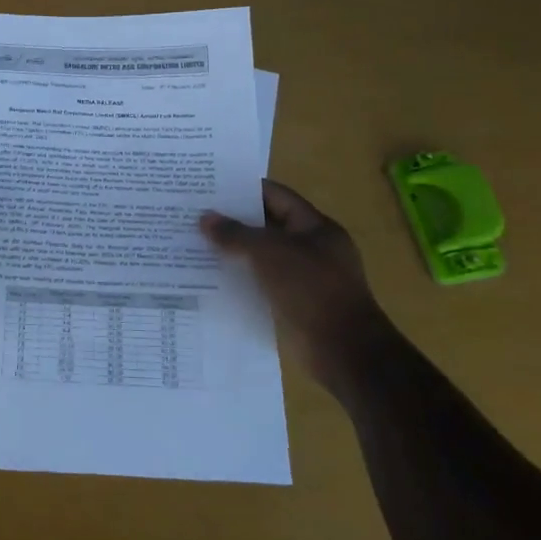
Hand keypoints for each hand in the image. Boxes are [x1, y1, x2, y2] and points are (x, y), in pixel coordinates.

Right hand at [201, 180, 378, 380]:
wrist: (344, 352)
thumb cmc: (311, 290)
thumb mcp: (270, 253)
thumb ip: (236, 234)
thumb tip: (205, 218)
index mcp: (316, 227)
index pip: (277, 196)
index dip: (245, 189)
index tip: (211, 187)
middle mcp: (312, 249)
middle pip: (268, 226)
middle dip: (234, 221)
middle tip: (196, 215)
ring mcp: (305, 279)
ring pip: (263, 257)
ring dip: (235, 253)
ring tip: (196, 244)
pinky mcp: (295, 305)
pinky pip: (263, 284)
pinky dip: (242, 280)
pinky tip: (212, 278)